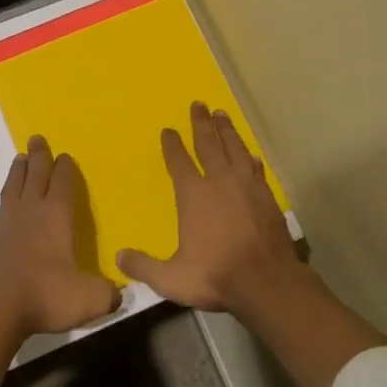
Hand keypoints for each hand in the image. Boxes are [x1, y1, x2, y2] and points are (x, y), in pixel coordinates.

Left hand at [0, 136, 119, 339]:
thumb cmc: (46, 295)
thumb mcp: (88, 298)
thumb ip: (107, 293)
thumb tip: (118, 293)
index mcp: (56, 215)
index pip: (62, 182)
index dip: (65, 168)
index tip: (65, 156)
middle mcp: (31, 210)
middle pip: (35, 174)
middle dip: (39, 156)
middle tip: (36, 138)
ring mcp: (9, 222)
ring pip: (15, 185)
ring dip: (19, 170)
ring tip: (20, 158)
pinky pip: (3, 204)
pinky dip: (8, 193)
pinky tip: (9, 199)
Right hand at [115, 103, 302, 312]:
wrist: (267, 282)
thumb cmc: (216, 275)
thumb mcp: (171, 278)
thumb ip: (144, 266)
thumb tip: (119, 257)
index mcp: (194, 194)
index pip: (179, 161)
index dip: (172, 145)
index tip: (168, 130)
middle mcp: (219, 181)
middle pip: (208, 144)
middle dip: (201, 123)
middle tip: (198, 104)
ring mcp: (246, 186)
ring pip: (234, 148)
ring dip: (227, 130)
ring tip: (221, 114)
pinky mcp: (267, 196)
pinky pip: (255, 167)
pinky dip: (249, 156)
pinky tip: (249, 153)